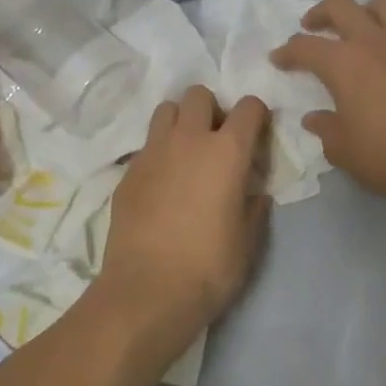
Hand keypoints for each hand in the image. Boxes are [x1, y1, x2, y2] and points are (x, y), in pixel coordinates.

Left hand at [93, 85, 271, 367]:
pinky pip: (146, 145)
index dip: (257, 115)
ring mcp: (152, 152)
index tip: (257, 135)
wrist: (147, 291)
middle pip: (199, 95)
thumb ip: (254, 207)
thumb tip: (254, 194)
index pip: (248, 108)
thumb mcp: (248, 241)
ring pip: (166, 110)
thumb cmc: (209, 267)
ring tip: (186, 153)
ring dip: (180, 122)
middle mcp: (188, 140)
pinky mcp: (127, 171)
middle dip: (212, 109)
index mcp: (227, 151)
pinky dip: (158, 153)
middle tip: (216, 141)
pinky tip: (162, 184)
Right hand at [270, 0, 385, 207]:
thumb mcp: (343, 150)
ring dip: (362, 11)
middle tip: (312, 28)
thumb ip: (325, 128)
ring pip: (381, 4)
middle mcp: (374, 42)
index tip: (278, 59)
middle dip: (320, 12)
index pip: (305, 46)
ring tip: (357, 30)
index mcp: (344, 63)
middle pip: (340, 4)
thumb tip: (315, 118)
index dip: (287, 51)